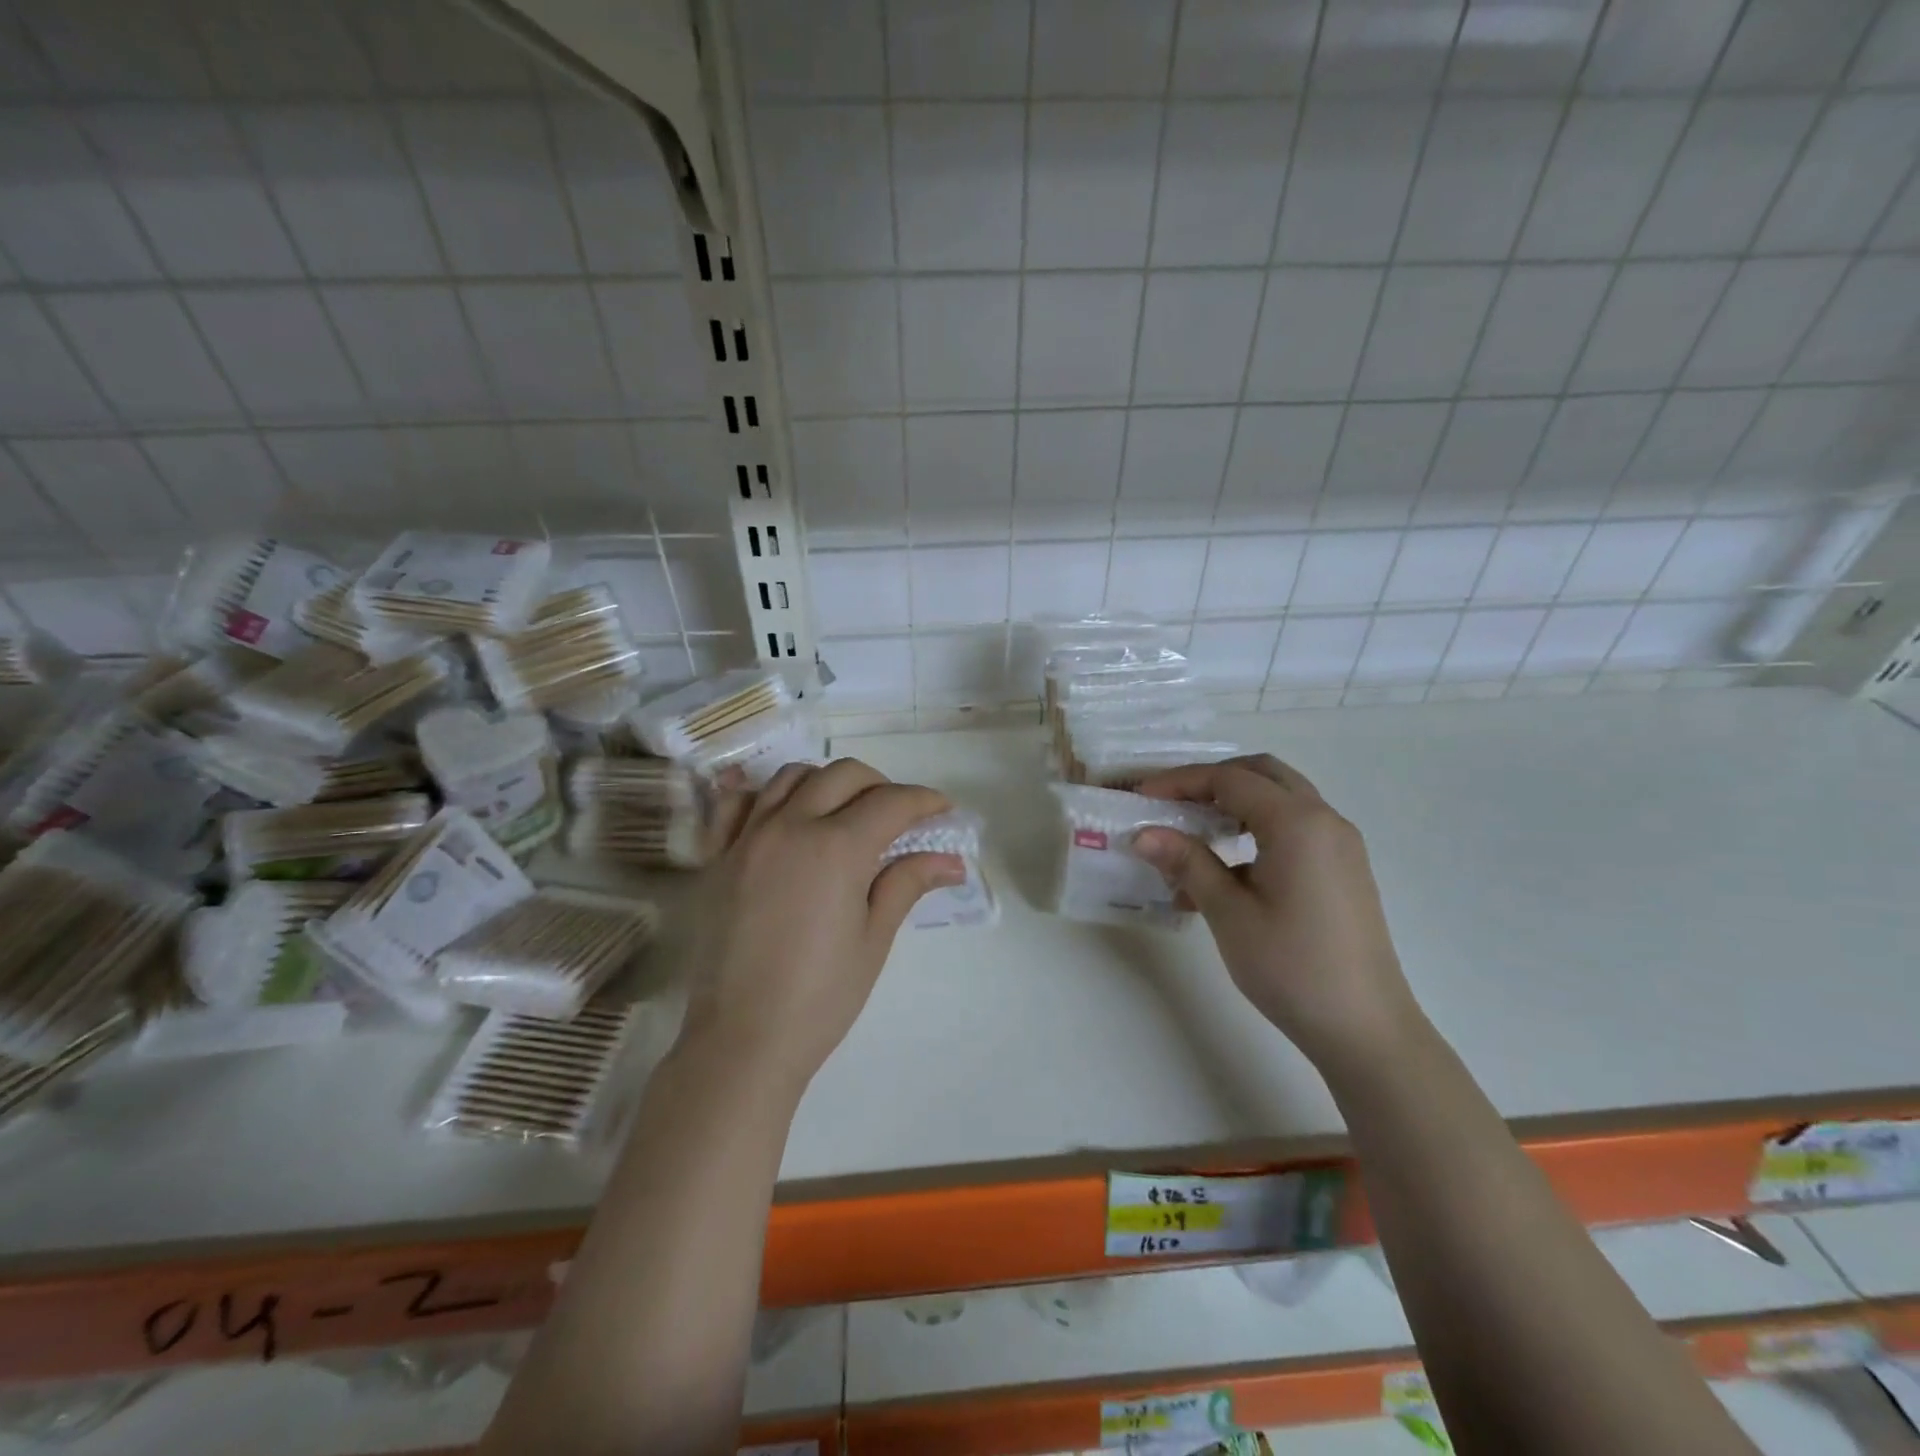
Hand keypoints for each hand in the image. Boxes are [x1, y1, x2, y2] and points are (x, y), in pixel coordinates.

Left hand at [679, 758, 961, 1094]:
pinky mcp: (718, 856)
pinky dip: (765, 795)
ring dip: (828, 782)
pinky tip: (783, 811)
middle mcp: (790, 827)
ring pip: (792, 777)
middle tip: (899, 816)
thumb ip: (907, 884)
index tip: (943, 811)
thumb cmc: (821, 997)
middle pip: (843, 775)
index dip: (924, 801)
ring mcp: (748, 837)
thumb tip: (953, 861)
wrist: (742, 1040)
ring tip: (845, 811)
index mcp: (836, 848)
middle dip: (881, 785)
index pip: (891, 803)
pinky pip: (737, 803)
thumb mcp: (874, 939)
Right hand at [1132, 755, 1423, 1076]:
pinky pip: (1294, 828)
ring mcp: (1339, 845)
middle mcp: (1324, 820)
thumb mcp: (1229, 912)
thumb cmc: (1291, 967)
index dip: (1180, 782)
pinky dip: (1257, 828)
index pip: (1230, 779)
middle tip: (1171, 804)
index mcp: (1297, 823)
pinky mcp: (1342, 869)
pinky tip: (1227, 869)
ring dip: (1235, 804)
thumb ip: (1187, 863)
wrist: (1365, 1029)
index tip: (1141, 798)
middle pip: (1261, 774)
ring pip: (1280, 799)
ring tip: (1194, 833)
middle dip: (1211, 781)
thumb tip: (1143, 834)